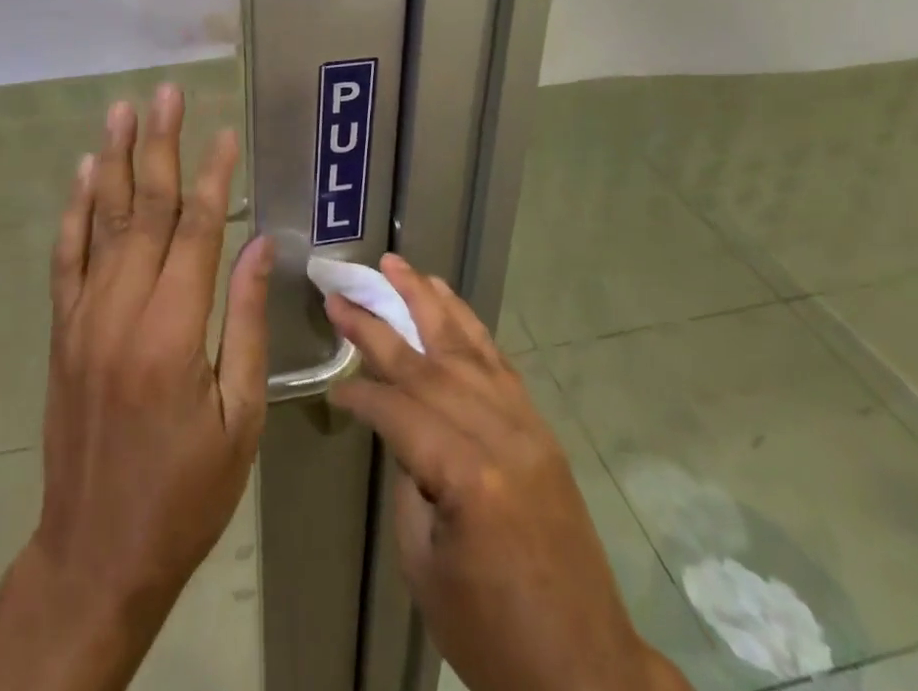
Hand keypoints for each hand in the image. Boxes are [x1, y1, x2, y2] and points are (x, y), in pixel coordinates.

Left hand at [33, 85, 271, 618]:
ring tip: (123, 110)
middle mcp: (123, 312)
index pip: (196, 232)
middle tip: (166, 93)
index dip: (212, 177)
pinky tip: (83, 172)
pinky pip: (66, 257)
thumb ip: (248, 323)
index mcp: (175, 334)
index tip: (224, 133)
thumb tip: (259, 246)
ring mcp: (84, 318)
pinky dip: (74, 210)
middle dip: (159, 145)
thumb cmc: (186, 492)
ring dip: (113, 160)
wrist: (96, 552)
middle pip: (144, 210)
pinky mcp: (63, 331)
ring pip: (101, 221)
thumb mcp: (239, 418)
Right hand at [324, 255, 688, 690]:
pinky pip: (499, 364)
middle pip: (430, 364)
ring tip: (399, 266)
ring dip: (429, 302)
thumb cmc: (493, 633)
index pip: (399, 411)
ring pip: (468, 347)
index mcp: (469, 477)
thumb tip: (397, 427)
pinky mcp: (542, 429)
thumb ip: (409, 478)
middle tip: (345, 290)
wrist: (585, 669)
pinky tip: (448, 303)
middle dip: (381, 323)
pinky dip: (469, 327)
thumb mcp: (425, 564)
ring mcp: (528, 426)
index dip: (361, 395)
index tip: (333, 387)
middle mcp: (502, 436)